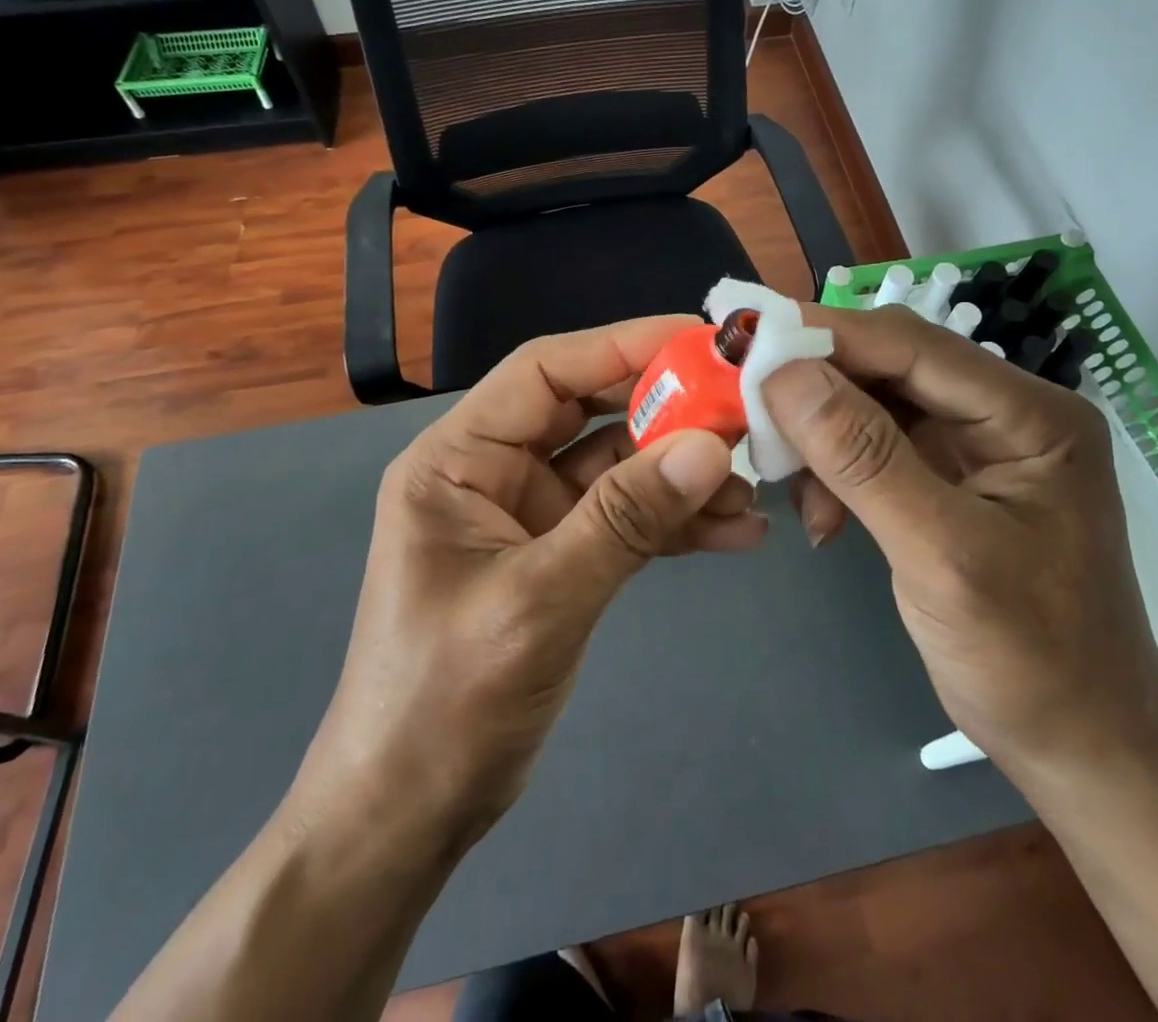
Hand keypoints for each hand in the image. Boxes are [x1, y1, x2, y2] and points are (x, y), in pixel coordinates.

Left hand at [289, 316, 763, 837]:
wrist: (407, 816)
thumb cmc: (445, 702)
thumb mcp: (539, 600)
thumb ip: (625, 520)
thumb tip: (710, 447)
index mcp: (457, 458)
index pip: (546, 370)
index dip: (622, 345)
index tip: (699, 340)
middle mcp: (491, 471)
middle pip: (588, 412)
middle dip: (664, 412)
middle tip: (740, 411)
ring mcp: (526, 515)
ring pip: (615, 468)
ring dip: (679, 475)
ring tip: (749, 490)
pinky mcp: (556, 556)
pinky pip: (622, 520)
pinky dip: (672, 523)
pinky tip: (733, 534)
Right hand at [763, 305, 1157, 781]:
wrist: (1080, 743)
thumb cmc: (1031, 659)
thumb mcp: (942, 557)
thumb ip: (864, 459)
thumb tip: (786, 374)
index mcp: (1030, 414)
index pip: (914, 345)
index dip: (828, 336)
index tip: (749, 340)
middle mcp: (1005, 412)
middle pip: (891, 366)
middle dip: (818, 388)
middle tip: (752, 411)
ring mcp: (977, 444)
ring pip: (875, 403)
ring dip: (822, 436)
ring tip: (790, 485)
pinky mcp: (949, 477)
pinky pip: (876, 445)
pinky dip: (837, 469)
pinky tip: (822, 514)